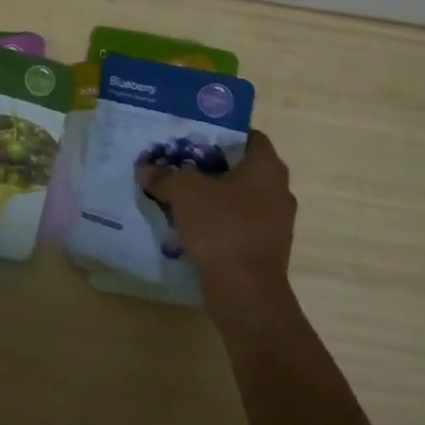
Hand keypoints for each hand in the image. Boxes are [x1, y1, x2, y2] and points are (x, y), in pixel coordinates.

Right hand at [138, 130, 296, 307]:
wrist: (245, 291)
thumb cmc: (221, 227)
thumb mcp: (183, 192)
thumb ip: (164, 176)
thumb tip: (146, 169)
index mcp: (267, 168)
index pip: (248, 136)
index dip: (221, 133)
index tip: (194, 137)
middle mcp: (278, 190)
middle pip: (242, 167)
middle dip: (211, 165)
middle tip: (180, 163)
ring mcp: (275, 222)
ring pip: (239, 197)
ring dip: (214, 195)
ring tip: (181, 195)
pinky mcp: (265, 248)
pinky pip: (239, 223)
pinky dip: (218, 221)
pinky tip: (191, 225)